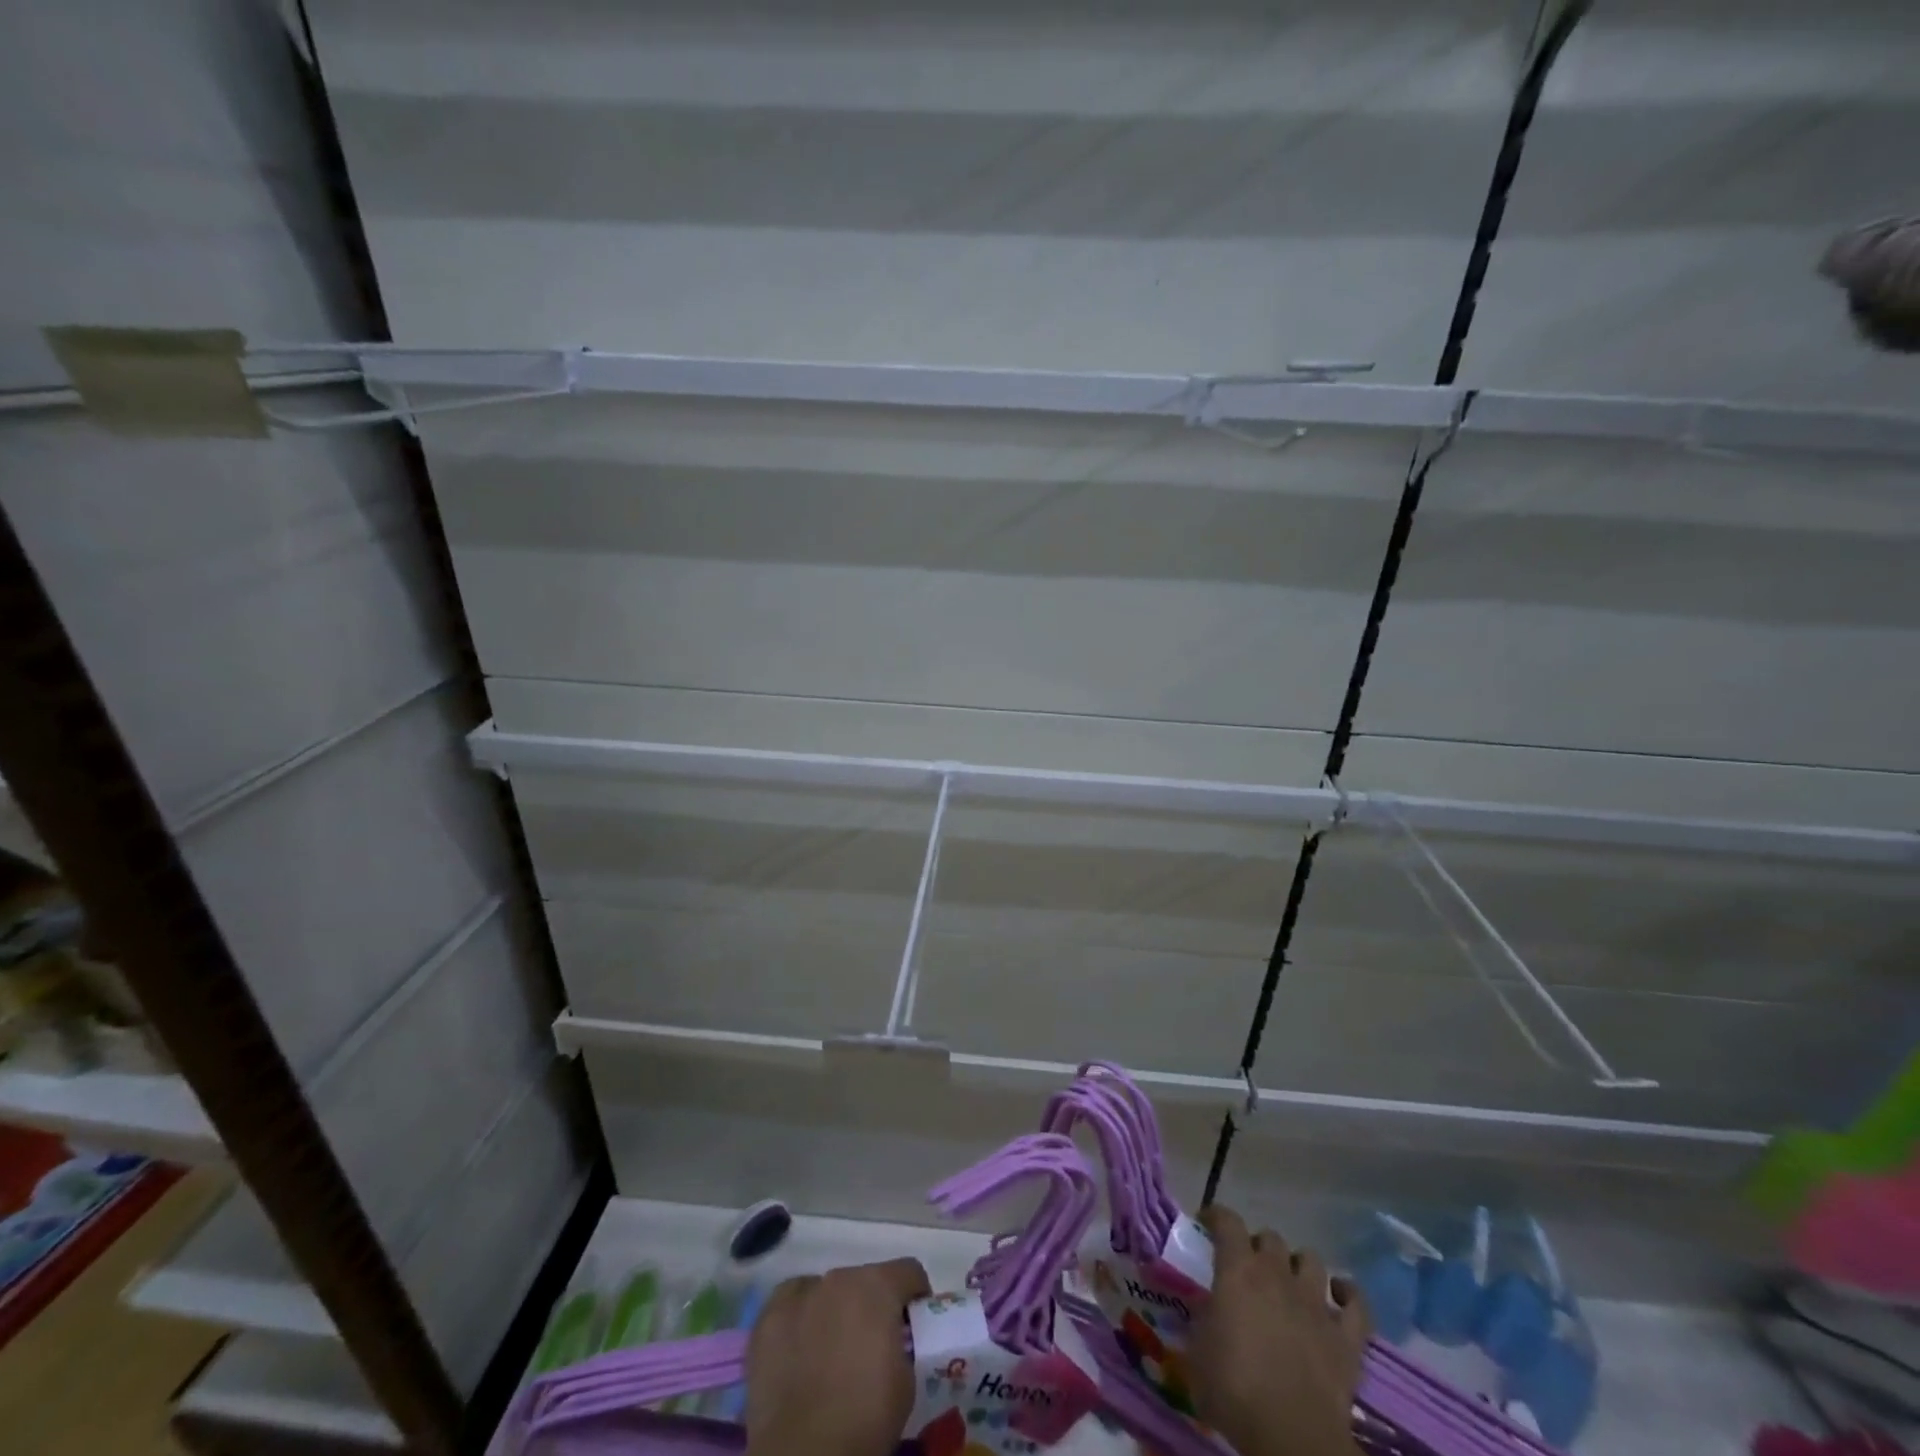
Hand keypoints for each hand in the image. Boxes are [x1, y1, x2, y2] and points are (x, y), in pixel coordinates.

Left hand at [745, 1258, 930, 1455]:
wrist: (804, 1455)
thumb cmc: (865, 1419)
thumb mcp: (906, 1382)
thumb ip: (901, 1346)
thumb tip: (891, 1342)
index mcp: (878, 1286)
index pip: (908, 1271)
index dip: (915, 1296)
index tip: (913, 1323)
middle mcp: (839, 1277)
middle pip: (864, 1281)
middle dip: (871, 1307)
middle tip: (870, 1346)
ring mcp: (800, 1294)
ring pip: (826, 1292)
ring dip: (835, 1312)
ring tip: (831, 1352)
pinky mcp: (768, 1317)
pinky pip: (792, 1304)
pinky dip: (801, 1319)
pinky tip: (800, 1349)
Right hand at [1189, 1205, 1370, 1455]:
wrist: (1292, 1436)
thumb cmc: (1234, 1390)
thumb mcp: (1197, 1350)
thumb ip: (1202, 1317)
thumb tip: (1207, 1308)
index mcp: (1238, 1270)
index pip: (1227, 1221)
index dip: (1216, 1216)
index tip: (1207, 1225)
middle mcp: (1278, 1274)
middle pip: (1270, 1238)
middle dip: (1258, 1246)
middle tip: (1249, 1269)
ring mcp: (1316, 1303)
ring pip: (1311, 1260)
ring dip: (1298, 1266)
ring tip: (1291, 1283)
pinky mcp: (1348, 1337)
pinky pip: (1356, 1303)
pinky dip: (1348, 1295)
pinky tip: (1339, 1297)